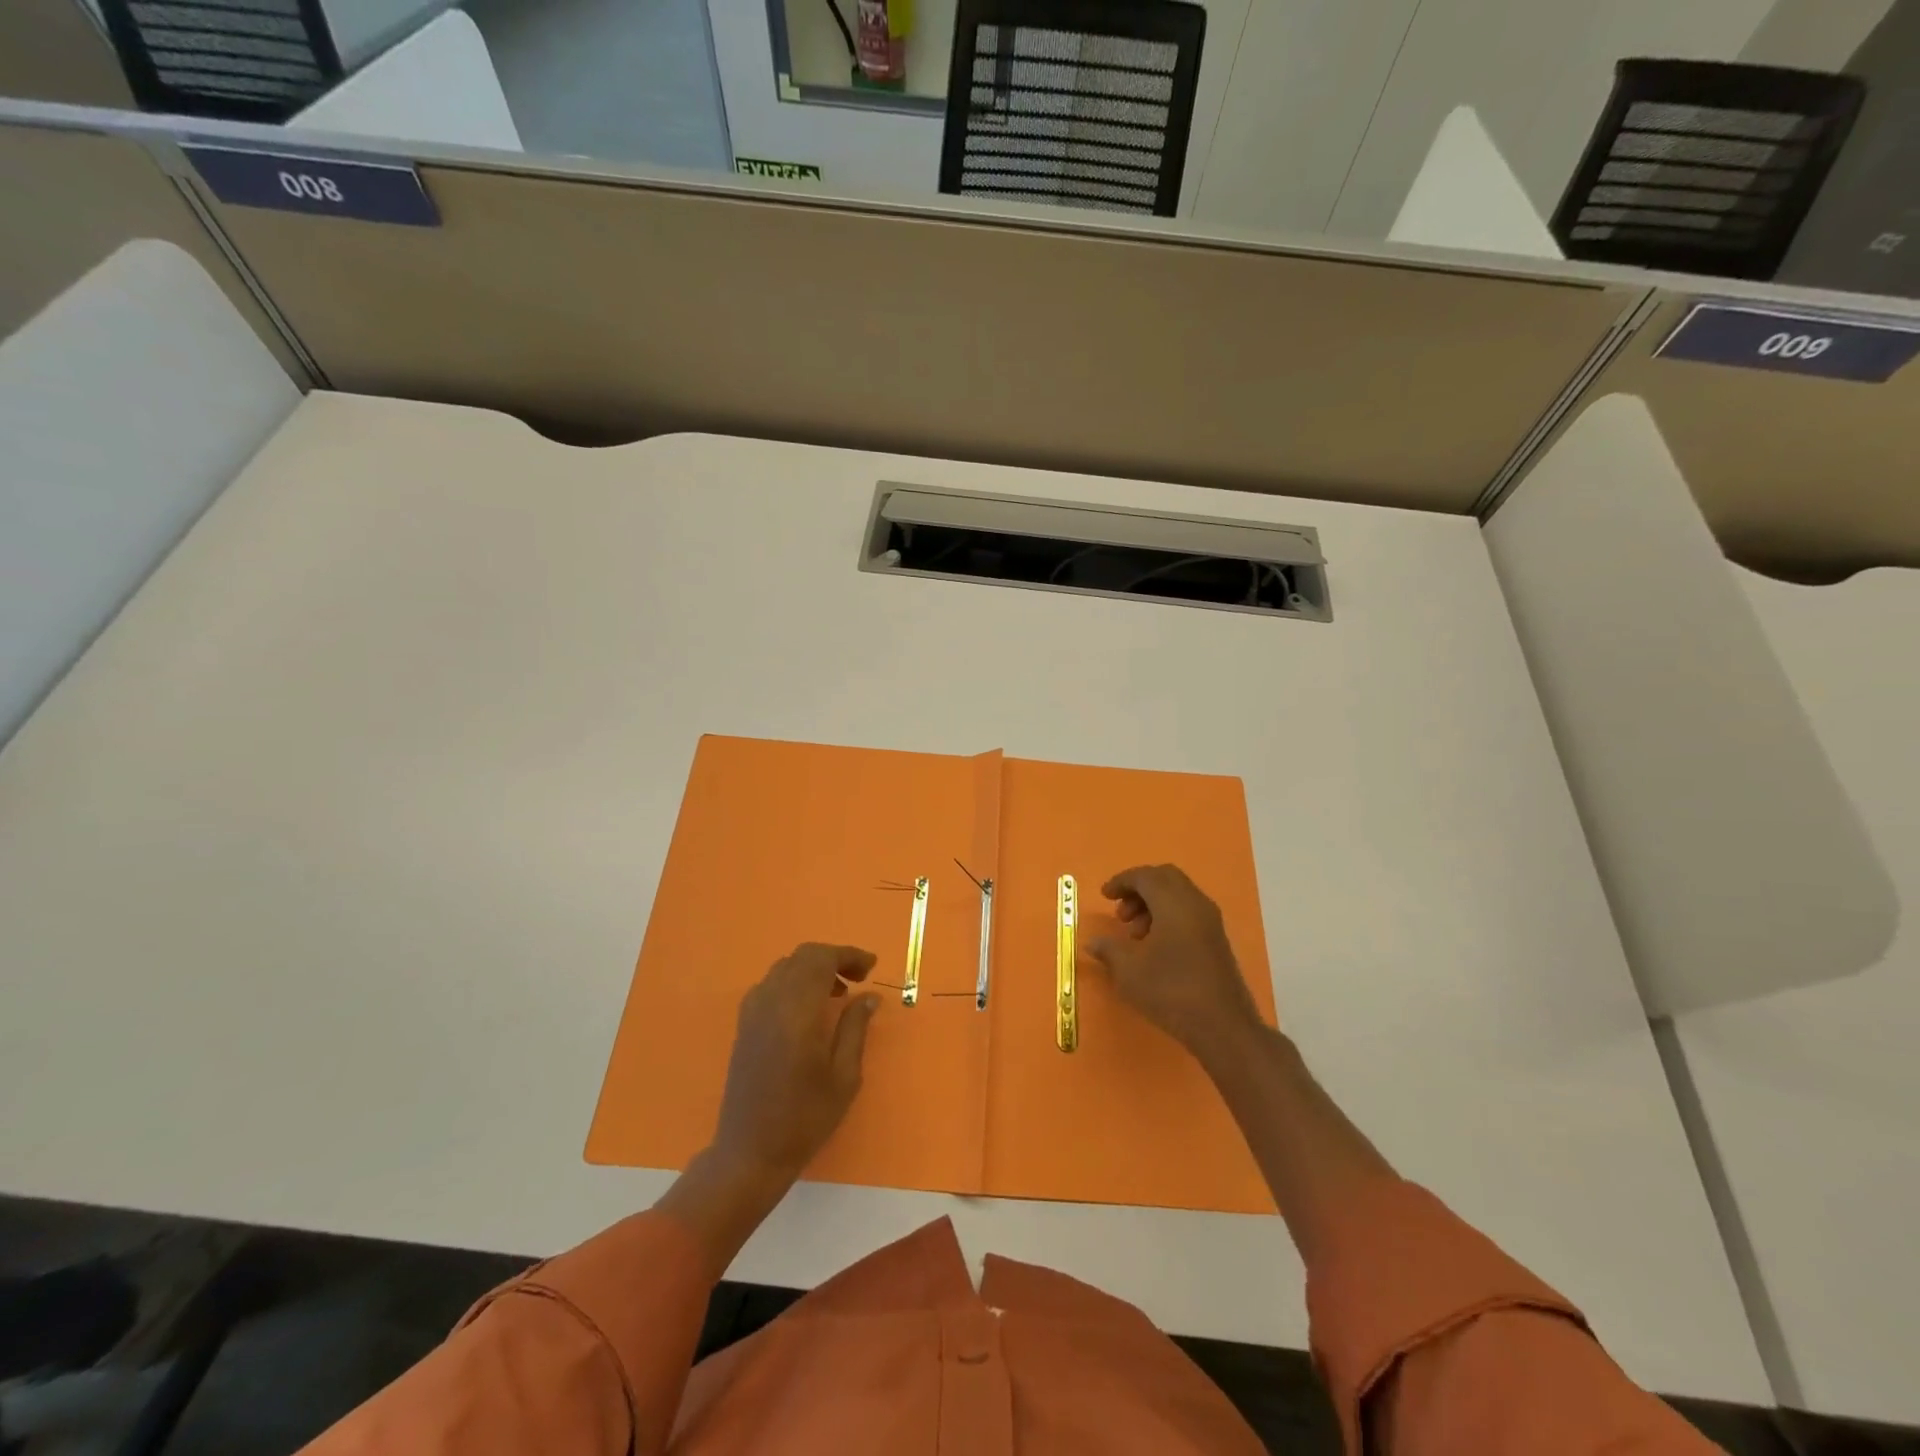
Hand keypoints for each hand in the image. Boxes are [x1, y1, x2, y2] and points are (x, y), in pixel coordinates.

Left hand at [712, 942, 881, 1182]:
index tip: (872, 967)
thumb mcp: (844, 1076)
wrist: (749, 1152)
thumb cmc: (804, 1118)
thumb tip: (868, 996)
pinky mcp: (744, 1025)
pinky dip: (793, 982)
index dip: (849, 955)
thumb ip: (855, 1028)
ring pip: (784, 967)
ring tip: (837, 993)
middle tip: (859, 978)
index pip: (822, 960)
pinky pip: (770, 985)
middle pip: (802, 957)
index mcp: (797, 1011)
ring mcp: (752, 1012)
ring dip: (813, 969)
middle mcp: (771, 1002)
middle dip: (833, 958)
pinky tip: (807, 1008)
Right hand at [1087, 864, 1261, 1060]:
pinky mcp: (1217, 940)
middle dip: (1139, 889)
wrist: (1222, 1026)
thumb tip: (1093, 943)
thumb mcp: (1129, 971)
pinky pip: (1188, 912)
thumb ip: (1109, 950)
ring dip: (1153, 904)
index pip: (1145, 876)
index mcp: (1174, 902)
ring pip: (1178, 895)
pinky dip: (1168, 916)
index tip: (1104, 896)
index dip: (1121, 881)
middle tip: (1121, 913)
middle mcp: (1195, 903)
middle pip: (1165, 878)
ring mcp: (1210, 921)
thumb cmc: (1170, 991)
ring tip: (1135, 935)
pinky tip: (1155, 947)